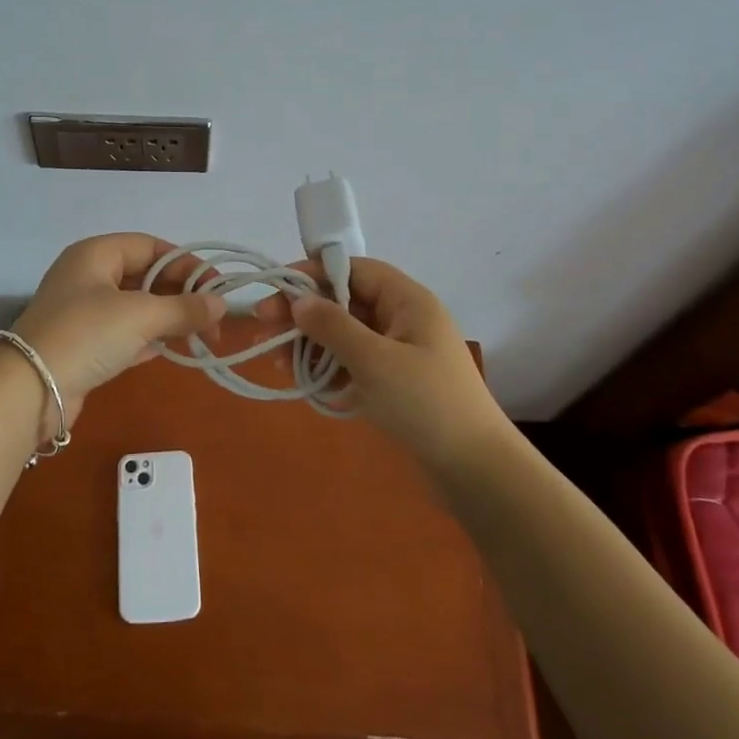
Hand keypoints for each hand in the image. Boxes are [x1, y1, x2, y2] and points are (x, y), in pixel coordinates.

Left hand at [10, 234, 223, 416]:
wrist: (29, 390)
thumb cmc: (86, 334)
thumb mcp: (141, 315)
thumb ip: (184, 308)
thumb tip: (221, 305)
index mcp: (96, 254)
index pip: (151, 246)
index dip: (186, 264)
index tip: (216, 288)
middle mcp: (88, 276)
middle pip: (145, 276)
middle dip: (181, 295)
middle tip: (213, 320)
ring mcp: (83, 312)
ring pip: (137, 306)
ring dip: (168, 319)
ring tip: (200, 337)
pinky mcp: (83, 344)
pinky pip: (125, 333)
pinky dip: (149, 339)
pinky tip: (172, 350)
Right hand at [265, 257, 507, 467]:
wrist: (475, 469)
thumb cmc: (425, 403)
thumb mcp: (374, 360)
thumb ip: (332, 326)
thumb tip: (298, 300)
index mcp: (407, 300)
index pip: (354, 269)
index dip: (314, 274)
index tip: (277, 288)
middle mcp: (403, 319)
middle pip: (345, 302)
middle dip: (305, 313)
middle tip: (264, 328)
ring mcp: (400, 352)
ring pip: (346, 335)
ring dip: (311, 344)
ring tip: (277, 363)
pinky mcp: (396, 382)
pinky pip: (354, 363)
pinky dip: (329, 368)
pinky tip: (304, 382)